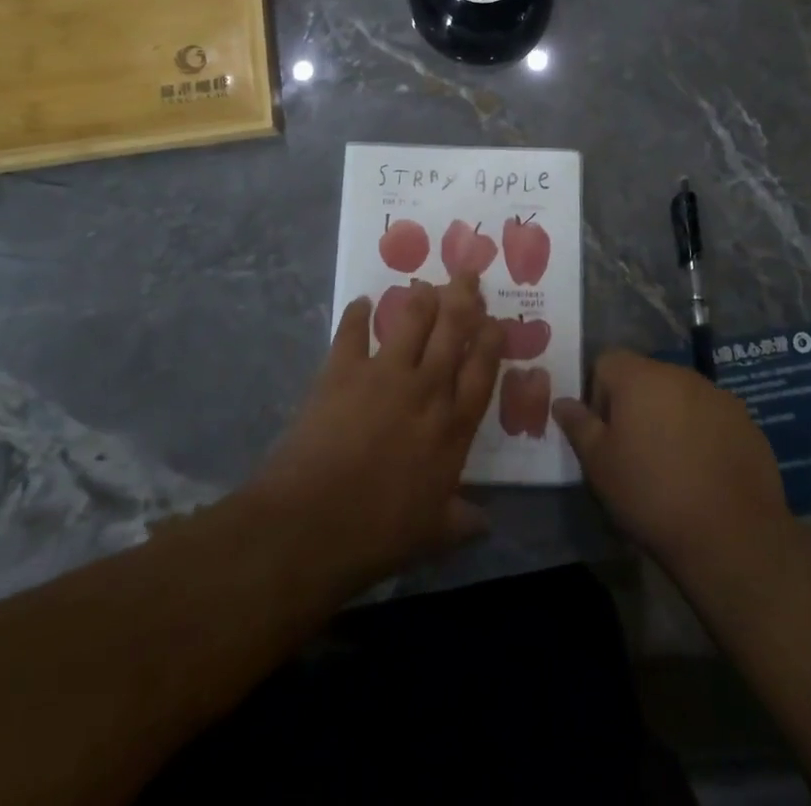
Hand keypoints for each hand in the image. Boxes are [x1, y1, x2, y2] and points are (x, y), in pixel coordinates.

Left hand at [249, 273, 504, 588]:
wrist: (313, 523)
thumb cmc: (379, 533)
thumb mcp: (433, 535)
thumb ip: (462, 522)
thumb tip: (487, 524)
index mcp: (452, 426)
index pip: (482, 370)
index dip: (491, 340)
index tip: (496, 319)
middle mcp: (426, 389)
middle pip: (452, 331)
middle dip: (463, 298)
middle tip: (467, 274)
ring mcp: (383, 374)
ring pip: (411, 321)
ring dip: (421, 298)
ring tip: (425, 283)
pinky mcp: (341, 370)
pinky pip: (351, 332)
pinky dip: (355, 314)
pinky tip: (360, 301)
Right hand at [552, 351, 791, 579]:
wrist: (732, 535)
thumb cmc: (652, 494)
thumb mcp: (599, 465)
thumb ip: (579, 425)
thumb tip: (562, 401)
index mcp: (639, 376)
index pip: (606, 362)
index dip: (597, 394)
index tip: (604, 433)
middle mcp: (679, 373)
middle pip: (645, 377)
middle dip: (635, 406)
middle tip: (634, 452)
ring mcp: (717, 395)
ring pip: (680, 396)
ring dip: (670, 419)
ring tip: (671, 466)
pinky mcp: (746, 421)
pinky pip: (711, 417)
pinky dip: (702, 435)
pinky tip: (704, 474)